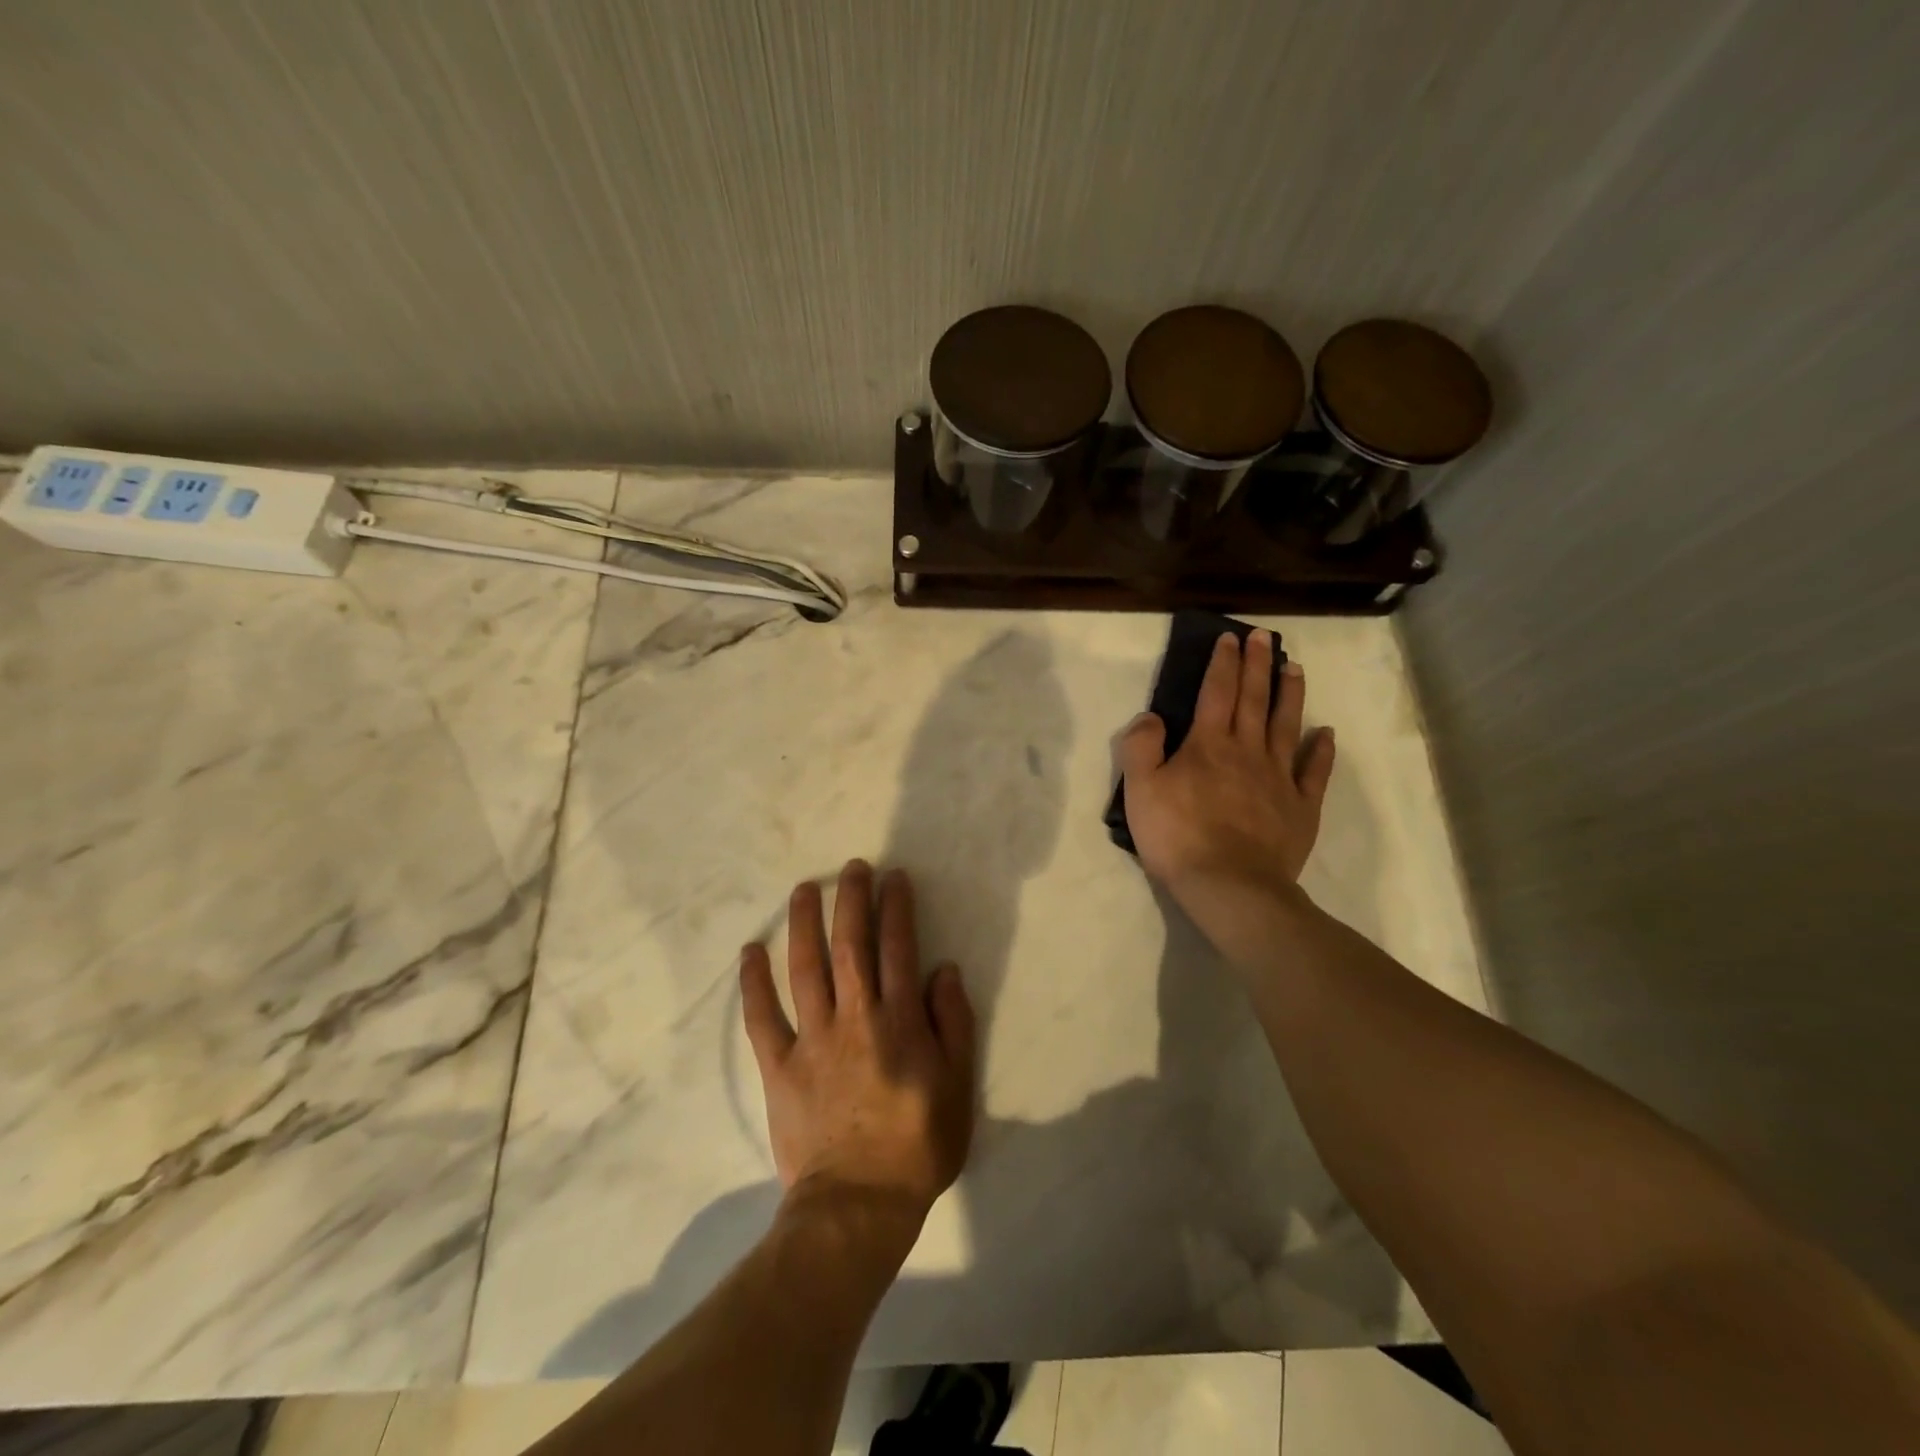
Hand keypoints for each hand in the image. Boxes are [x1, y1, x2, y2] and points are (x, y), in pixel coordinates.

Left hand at [740, 861, 976, 1230]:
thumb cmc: (917, 1146)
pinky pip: (761, 1017)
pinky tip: (750, 951)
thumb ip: (953, 1023)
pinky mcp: (779, 1066)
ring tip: (804, 889)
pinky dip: (753, 983)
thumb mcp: (957, 1086)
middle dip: (852, 900)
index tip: (894, 878)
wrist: (858, 1206)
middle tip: (851, 868)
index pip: (898, 947)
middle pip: (850, 945)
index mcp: (899, 1020)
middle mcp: (855, 1017)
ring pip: (805, 968)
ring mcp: (812, 1039)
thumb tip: (943, 969)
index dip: (896, 907)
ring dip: (804, 923)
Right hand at [1118, 630, 1335, 935]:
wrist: (1230, 886)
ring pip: (1286, 725)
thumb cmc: (1178, 836)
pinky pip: (1313, 771)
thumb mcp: (1139, 790)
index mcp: (1208, 744)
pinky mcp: (1300, 807)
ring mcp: (1278, 777)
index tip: (1231, 638)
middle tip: (1265, 637)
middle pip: (1254, 699)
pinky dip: (1320, 750)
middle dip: (1258, 665)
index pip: (1216, 692)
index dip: (1222, 663)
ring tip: (1295, 668)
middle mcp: (1247, 751)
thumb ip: (1141, 747)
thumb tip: (1151, 717)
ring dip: (1290, 694)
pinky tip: (1325, 733)